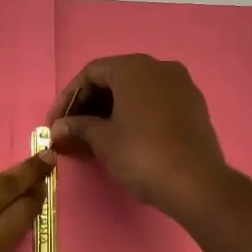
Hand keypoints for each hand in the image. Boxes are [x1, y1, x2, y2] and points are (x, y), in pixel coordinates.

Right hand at [47, 55, 228, 218]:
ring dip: (110, 111)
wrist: (196, 184)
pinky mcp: (194, 107)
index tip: (55, 123)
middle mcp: (160, 68)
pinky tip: (122, 138)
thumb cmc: (142, 154)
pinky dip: (134, 115)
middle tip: (71, 130)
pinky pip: (155, 103)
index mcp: (135, 68)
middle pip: (114, 79)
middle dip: (89, 104)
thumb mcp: (103, 140)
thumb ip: (78, 127)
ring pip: (136, 92)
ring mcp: (181, 86)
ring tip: (92, 137)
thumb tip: (58, 128)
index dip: (68, 98)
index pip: (91, 73)